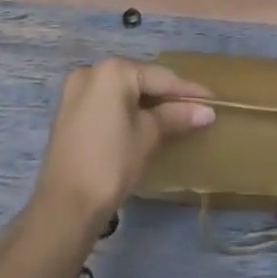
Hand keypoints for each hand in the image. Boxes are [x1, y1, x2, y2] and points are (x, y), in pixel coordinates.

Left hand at [31, 58, 214, 231]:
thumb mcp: (148, 136)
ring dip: (145, 101)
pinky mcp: (67, 110)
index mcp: (113, 70)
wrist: (64, 207)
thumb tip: (206, 111)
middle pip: (139, 79)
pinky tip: (142, 120)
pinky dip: (124, 108)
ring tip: (173, 114)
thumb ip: (176, 116)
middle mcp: (91, 70)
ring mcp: (75, 89)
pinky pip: (105, 101)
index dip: (188, 90)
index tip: (212, 99)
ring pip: (121, 90)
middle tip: (193, 107)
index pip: (160, 77)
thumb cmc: (111, 164)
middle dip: (165, 94)